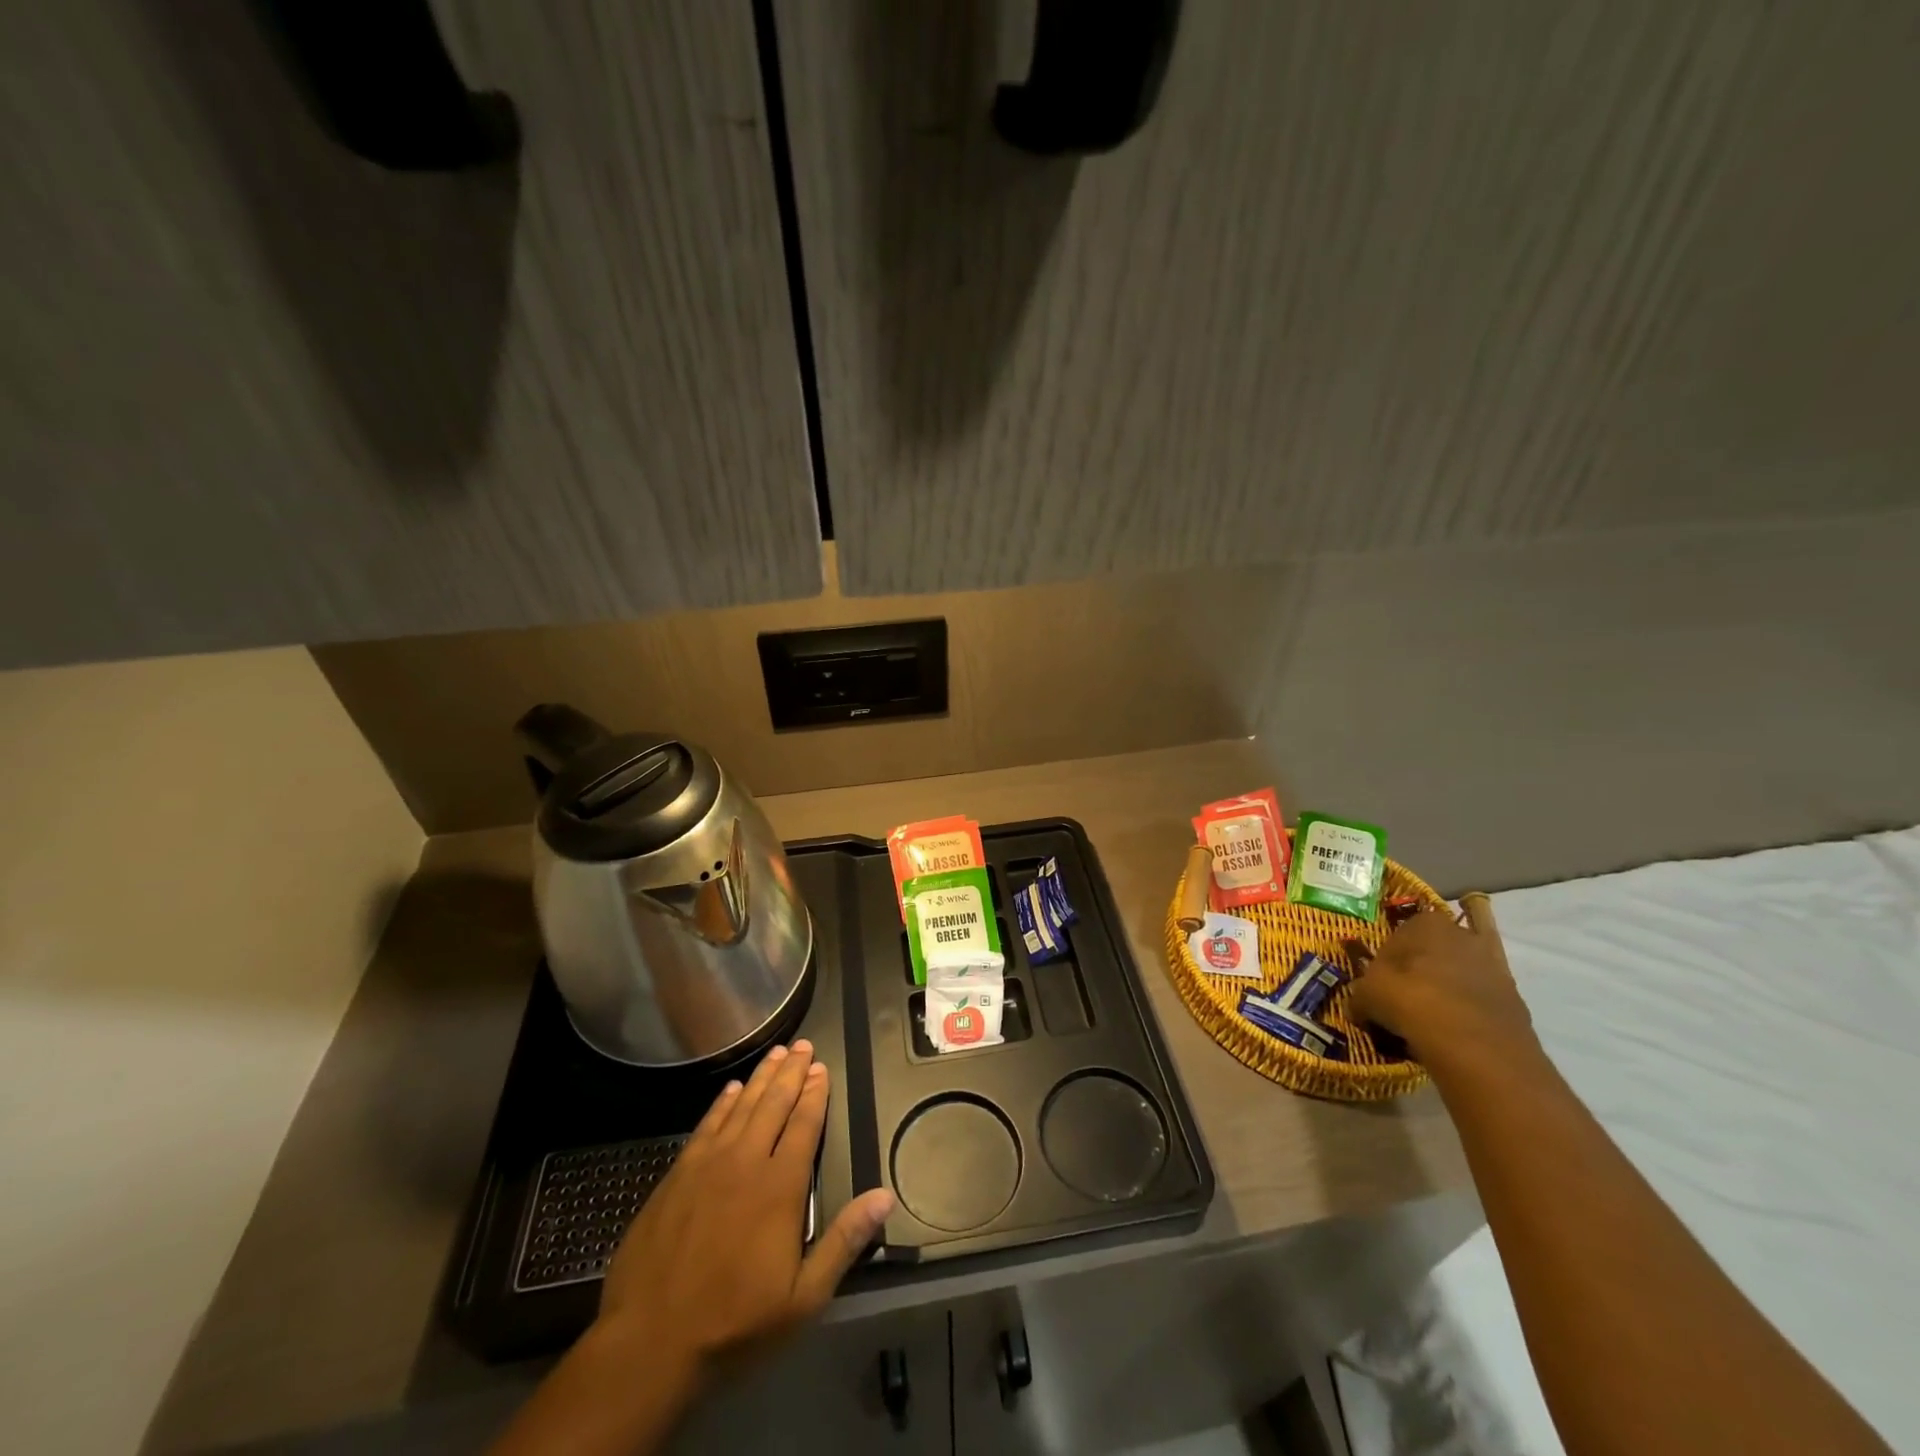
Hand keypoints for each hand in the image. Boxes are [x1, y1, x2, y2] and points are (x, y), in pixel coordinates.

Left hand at [596, 1040, 895, 1389]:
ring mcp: (707, 1165)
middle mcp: (746, 1162)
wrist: (649, 1343)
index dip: (815, 1094)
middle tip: (802, 1045)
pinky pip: (707, 1125)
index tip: (822, 1068)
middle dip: (791, 1072)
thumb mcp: (803, 1297)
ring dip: (761, 1078)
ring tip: (775, 1053)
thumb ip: (844, 1241)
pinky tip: (731, 1089)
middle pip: (774, 1104)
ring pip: (741, 1107)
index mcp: (781, 1187)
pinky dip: (722, 1103)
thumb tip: (884, 1196)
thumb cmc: (734, 1323)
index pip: (804, 1125)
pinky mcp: (677, 1175)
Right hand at [1348, 909, 1539, 1072]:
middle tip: (1404, 998)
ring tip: (1430, 1017)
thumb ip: (1360, 995)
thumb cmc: (1412, 1001)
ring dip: (1446, 988)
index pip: (1398, 935)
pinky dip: (1468, 1008)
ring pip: (1460, 973)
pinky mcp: (1513, 997)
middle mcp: (1463, 935)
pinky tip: (1452, 1029)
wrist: (1476, 1046)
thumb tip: (1358, 1006)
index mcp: (1427, 922)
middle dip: (1420, 969)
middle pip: (1434, 950)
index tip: (1380, 983)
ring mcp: (1493, 965)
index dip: (1387, 960)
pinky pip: (1480, 998)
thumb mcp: (1368, 995)